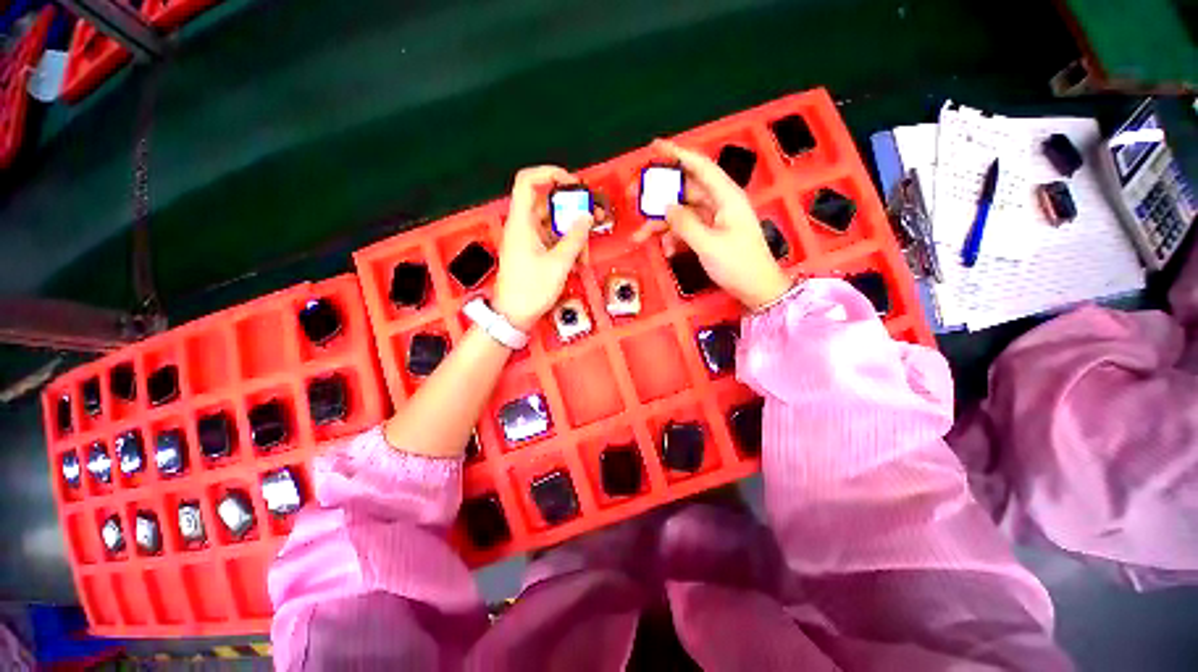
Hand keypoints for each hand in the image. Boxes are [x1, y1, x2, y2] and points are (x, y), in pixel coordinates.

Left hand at [493, 166, 592, 330]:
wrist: (514, 315)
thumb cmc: (531, 290)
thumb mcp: (558, 264)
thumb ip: (575, 238)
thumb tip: (587, 216)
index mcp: (521, 223)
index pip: (527, 181)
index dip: (549, 174)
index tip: (573, 184)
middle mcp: (523, 226)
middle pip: (547, 204)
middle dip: (572, 211)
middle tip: (593, 218)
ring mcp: (529, 240)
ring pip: (553, 224)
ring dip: (572, 235)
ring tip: (585, 253)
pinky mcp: (534, 252)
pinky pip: (552, 240)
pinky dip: (566, 247)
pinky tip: (578, 261)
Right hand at [632, 140, 791, 309]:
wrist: (757, 290)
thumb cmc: (738, 264)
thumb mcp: (708, 245)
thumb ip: (685, 224)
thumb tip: (666, 207)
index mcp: (725, 197)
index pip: (699, 166)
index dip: (677, 154)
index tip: (654, 147)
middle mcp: (718, 204)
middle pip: (684, 191)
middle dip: (658, 196)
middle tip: (633, 196)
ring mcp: (713, 220)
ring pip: (680, 213)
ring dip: (660, 224)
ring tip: (639, 237)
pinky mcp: (709, 235)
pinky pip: (685, 230)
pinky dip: (673, 238)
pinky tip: (665, 251)